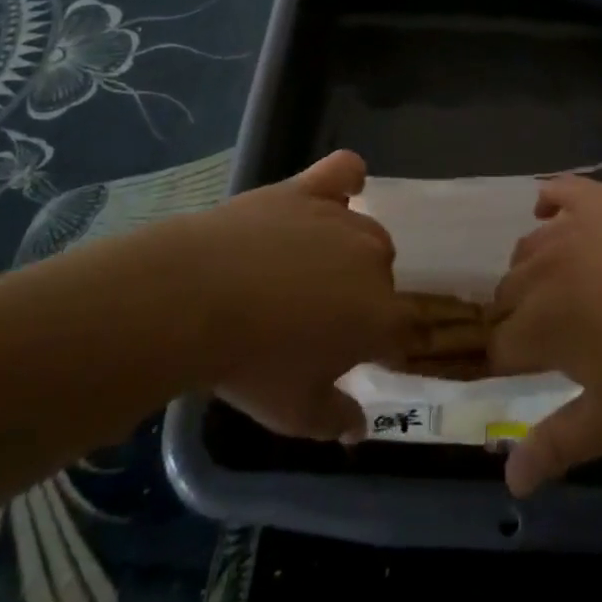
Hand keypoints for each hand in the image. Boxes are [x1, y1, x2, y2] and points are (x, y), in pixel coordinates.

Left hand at [167, 150, 410, 441]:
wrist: (195, 299)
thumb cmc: (251, 363)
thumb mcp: (294, 412)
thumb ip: (336, 420)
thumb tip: (358, 429)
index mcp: (380, 315)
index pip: (406, 329)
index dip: (388, 344)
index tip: (364, 355)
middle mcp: (373, 260)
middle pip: (383, 278)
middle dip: (361, 299)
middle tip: (318, 321)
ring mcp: (341, 219)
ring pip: (366, 233)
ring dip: (349, 254)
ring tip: (306, 273)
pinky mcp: (307, 190)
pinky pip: (343, 172)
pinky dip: (348, 180)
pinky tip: (342, 191)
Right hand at [488, 177, 601, 496]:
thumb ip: (557, 445)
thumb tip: (510, 482)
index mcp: (537, 326)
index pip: (499, 346)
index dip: (509, 361)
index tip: (528, 369)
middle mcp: (538, 271)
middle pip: (505, 294)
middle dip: (518, 316)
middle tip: (552, 331)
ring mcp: (566, 227)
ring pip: (526, 248)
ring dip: (532, 269)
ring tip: (561, 285)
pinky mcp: (595, 198)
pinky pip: (555, 192)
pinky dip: (549, 204)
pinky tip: (557, 216)